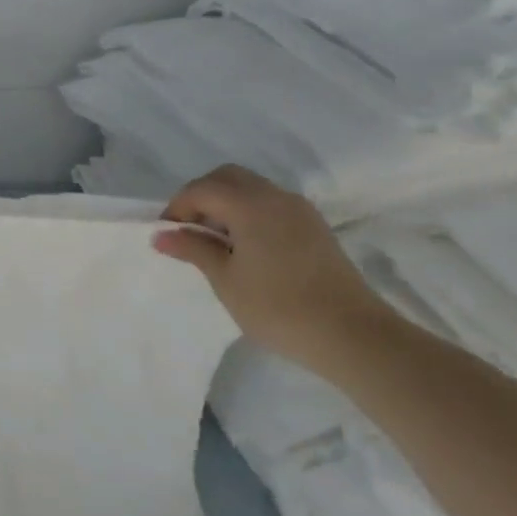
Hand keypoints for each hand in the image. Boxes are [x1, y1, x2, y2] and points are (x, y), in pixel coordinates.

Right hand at [151, 164, 389, 370]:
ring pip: (251, 188)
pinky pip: (270, 204)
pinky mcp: (315, 227)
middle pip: (227, 177)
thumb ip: (193, 249)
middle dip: (201, 196)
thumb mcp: (225, 280)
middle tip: (189, 230)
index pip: (201, 189)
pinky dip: (248, 212)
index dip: (178, 208)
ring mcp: (300, 211)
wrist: (355, 337)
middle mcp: (276, 197)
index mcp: (250, 205)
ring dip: (225, 203)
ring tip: (216, 241)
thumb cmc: (279, 308)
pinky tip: (245, 246)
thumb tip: (162, 234)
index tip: (168, 235)